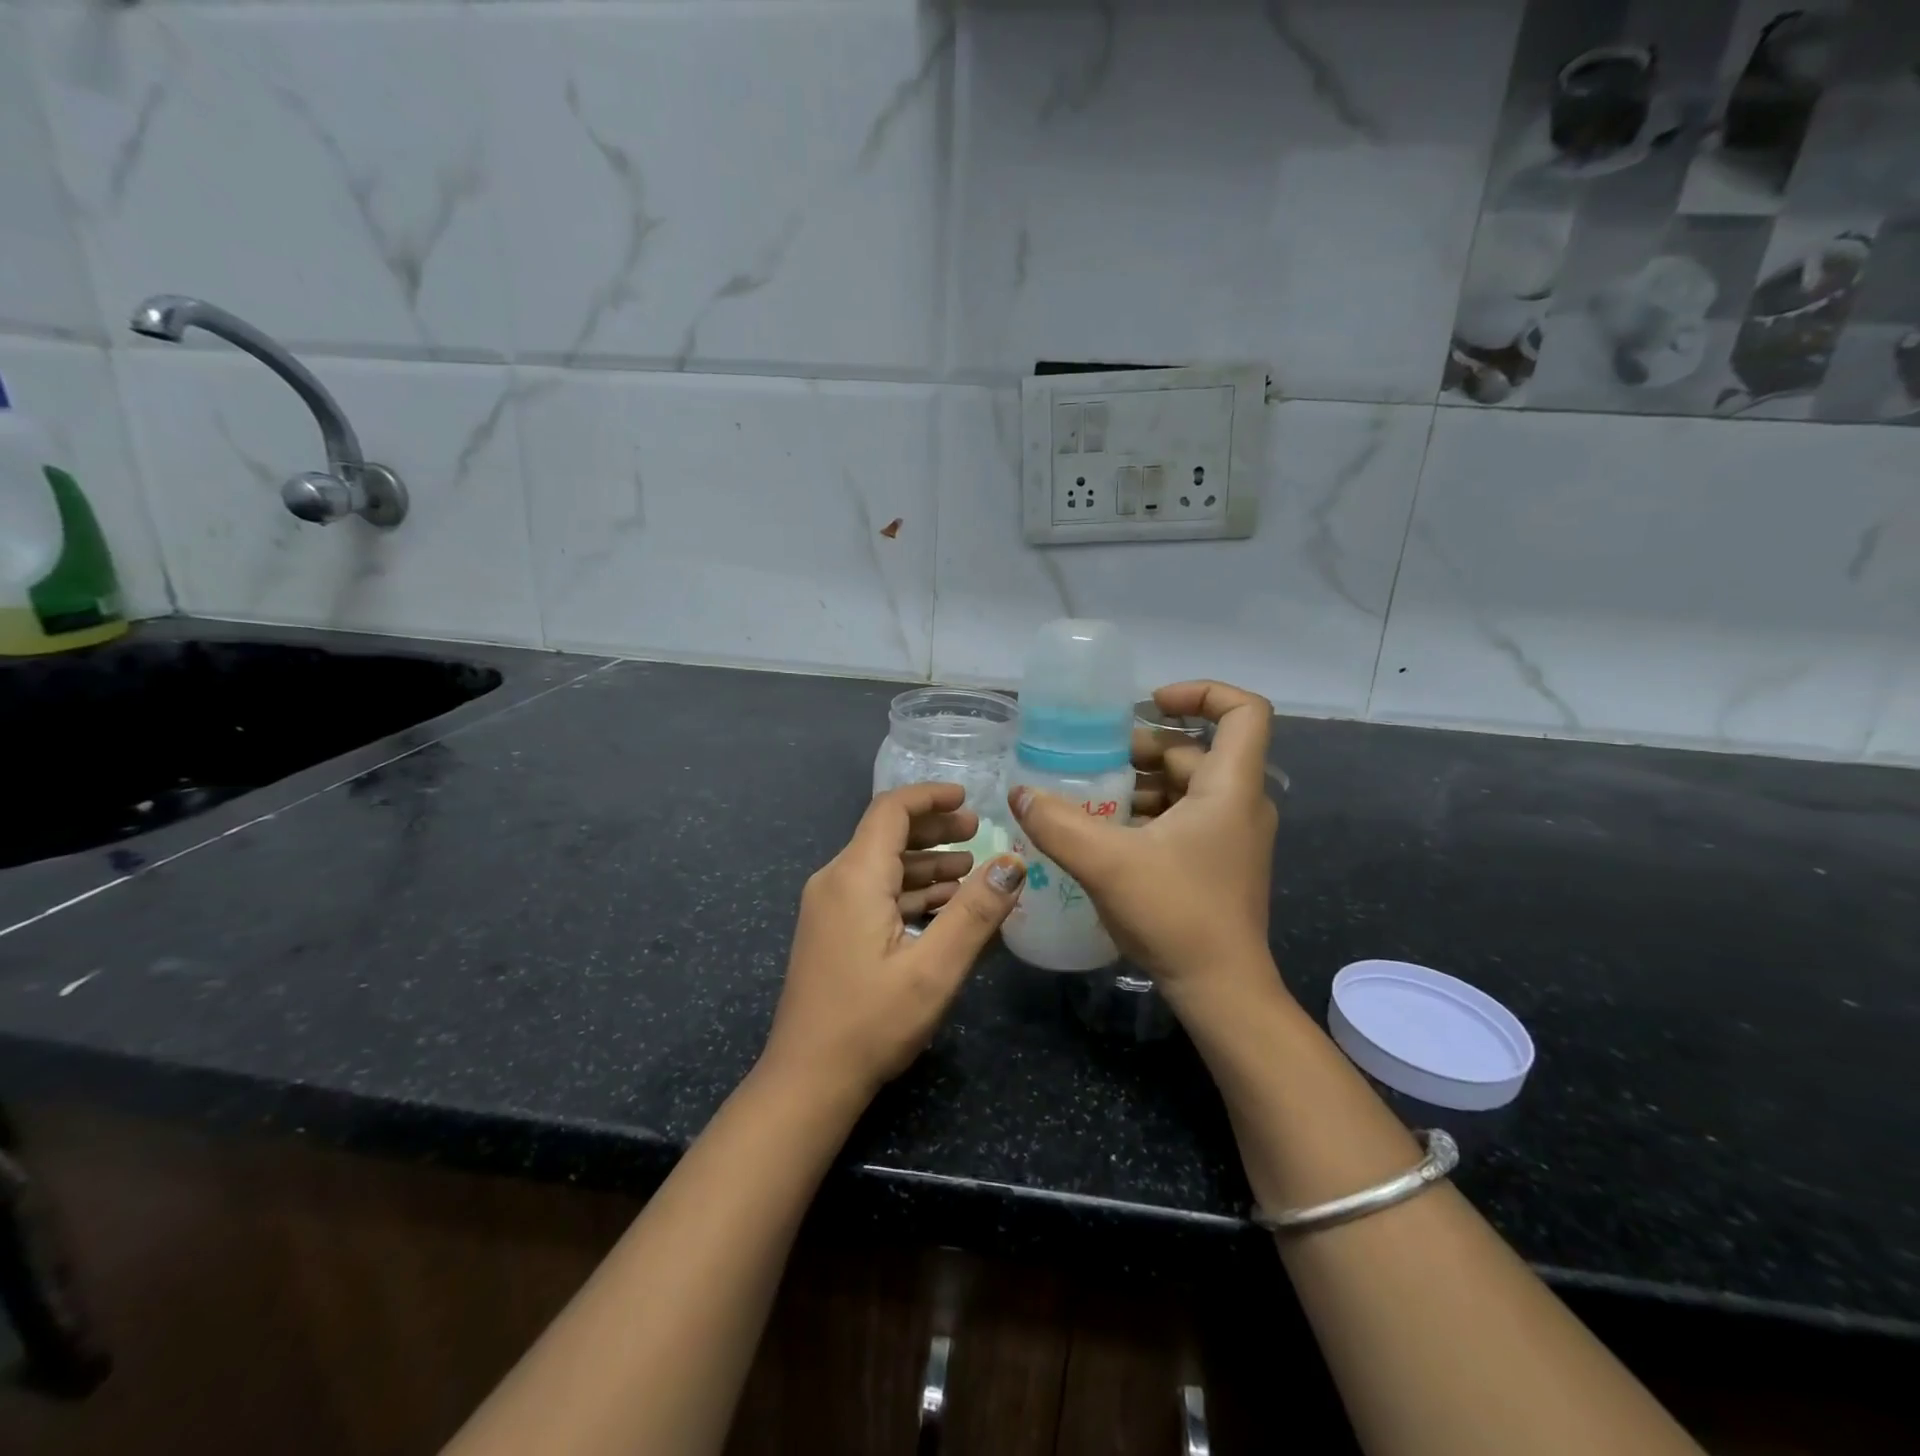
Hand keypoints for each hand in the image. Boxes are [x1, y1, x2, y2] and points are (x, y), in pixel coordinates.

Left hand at [763, 783, 1026, 1101]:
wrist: (807, 1080)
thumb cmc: (871, 1023)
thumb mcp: (934, 968)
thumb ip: (976, 912)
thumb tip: (1014, 864)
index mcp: (855, 877)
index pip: (891, 810)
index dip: (931, 797)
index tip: (969, 799)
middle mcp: (835, 881)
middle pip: (886, 834)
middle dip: (935, 829)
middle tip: (979, 834)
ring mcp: (829, 907)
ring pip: (882, 866)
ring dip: (926, 863)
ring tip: (971, 870)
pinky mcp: (831, 931)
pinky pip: (874, 893)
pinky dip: (910, 891)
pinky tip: (943, 908)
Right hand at [1008, 681, 1279, 1005]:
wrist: (1222, 992)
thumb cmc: (1176, 914)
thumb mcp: (1106, 863)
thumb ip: (1057, 823)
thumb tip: (1019, 793)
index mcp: (1230, 787)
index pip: (1244, 711)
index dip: (1200, 693)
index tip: (1148, 704)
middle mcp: (1240, 803)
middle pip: (1197, 750)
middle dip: (1144, 747)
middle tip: (1094, 758)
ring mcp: (1232, 835)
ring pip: (1187, 786)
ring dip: (1140, 783)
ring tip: (1090, 795)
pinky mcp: (1219, 862)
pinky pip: (1184, 817)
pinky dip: (1148, 813)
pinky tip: (1106, 833)